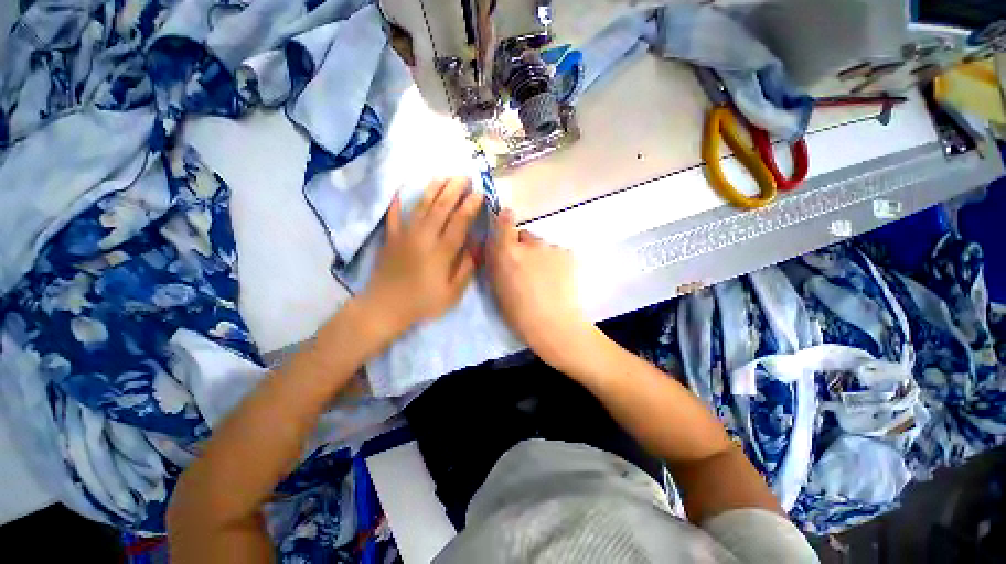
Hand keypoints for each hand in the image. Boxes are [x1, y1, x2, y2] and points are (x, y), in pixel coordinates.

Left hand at [361, 178, 482, 334]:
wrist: (385, 307)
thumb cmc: (423, 303)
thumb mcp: (452, 293)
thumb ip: (466, 268)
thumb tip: (476, 246)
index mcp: (441, 252)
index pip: (459, 222)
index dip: (470, 206)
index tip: (479, 194)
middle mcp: (424, 237)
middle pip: (441, 208)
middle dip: (454, 190)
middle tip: (465, 177)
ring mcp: (405, 235)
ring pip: (421, 207)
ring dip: (433, 190)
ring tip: (444, 177)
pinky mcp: (391, 238)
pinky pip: (393, 216)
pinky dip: (396, 204)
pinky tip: (399, 192)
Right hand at [486, 209, 597, 368]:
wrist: (554, 324)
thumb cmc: (519, 313)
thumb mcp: (497, 288)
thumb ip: (495, 262)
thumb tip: (495, 245)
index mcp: (508, 253)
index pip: (504, 222)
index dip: (504, 219)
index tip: (505, 219)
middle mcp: (529, 244)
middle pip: (524, 236)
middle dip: (523, 246)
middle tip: (526, 267)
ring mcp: (551, 248)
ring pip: (542, 246)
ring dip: (540, 255)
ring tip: (545, 277)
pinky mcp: (568, 254)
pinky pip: (556, 252)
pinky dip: (555, 261)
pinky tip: (557, 278)